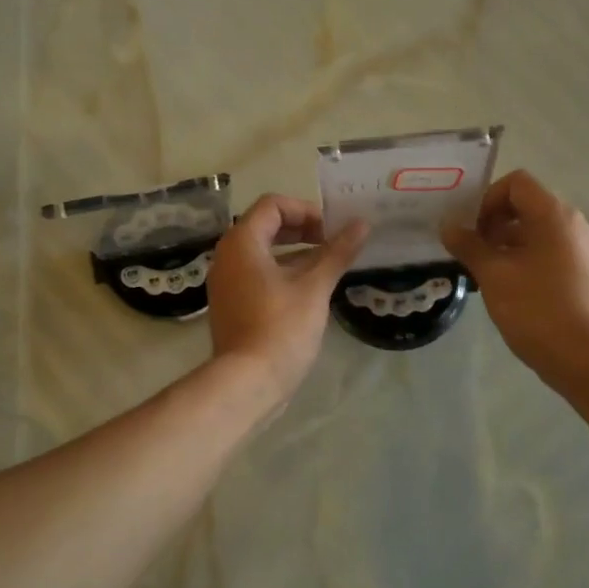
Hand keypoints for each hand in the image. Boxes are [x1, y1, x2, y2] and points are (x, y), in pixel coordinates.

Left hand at [207, 194, 367, 403]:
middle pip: (265, 226)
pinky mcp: (231, 305)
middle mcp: (227, 256)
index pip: (272, 205)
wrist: (247, 382)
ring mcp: (226, 282)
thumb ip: (337, 252)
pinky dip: (282, 273)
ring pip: (262, 253)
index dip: (306, 211)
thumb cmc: (281, 328)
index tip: (331, 231)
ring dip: (295, 253)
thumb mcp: (315, 288)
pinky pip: (257, 275)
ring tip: (328, 266)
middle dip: (302, 230)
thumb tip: (362, 225)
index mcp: (242, 243)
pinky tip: (309, 291)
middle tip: (332, 244)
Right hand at [442, 169, 588, 393]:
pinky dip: (527, 259)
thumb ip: (468, 245)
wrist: (586, 360)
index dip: (487, 199)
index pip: (516, 183)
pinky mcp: (588, 273)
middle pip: (527, 206)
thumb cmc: (536, 311)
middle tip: (471, 253)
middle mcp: (576, 224)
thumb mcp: (494, 276)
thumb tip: (448, 226)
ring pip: (538, 232)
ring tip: (485, 275)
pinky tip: (510, 289)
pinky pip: (552, 252)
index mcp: (555, 216)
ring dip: (508, 244)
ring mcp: (586, 249)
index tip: (470, 230)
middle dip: (494, 224)